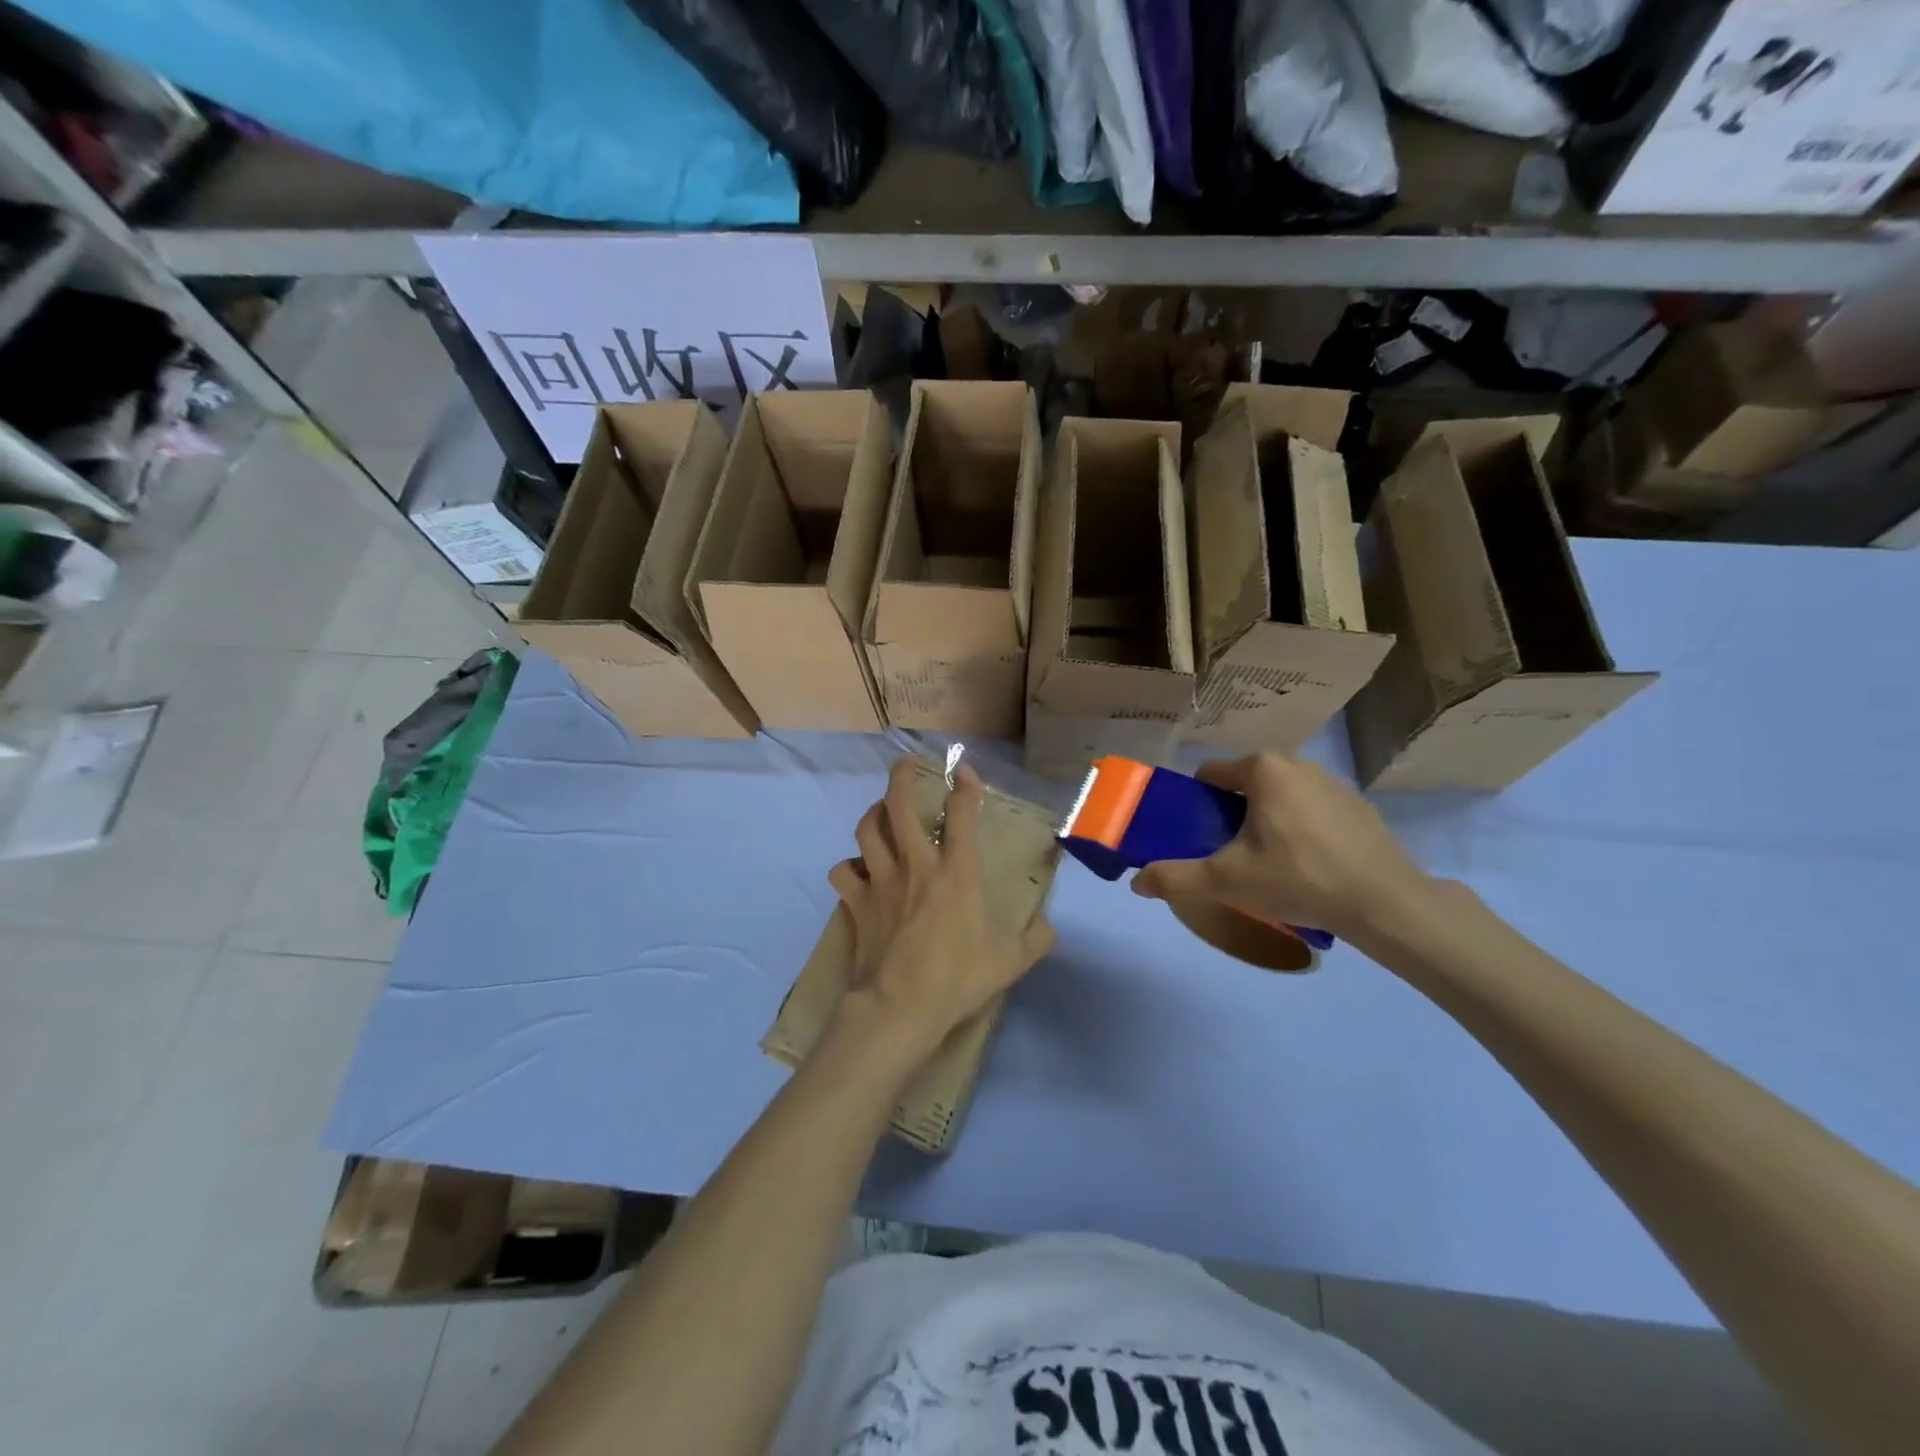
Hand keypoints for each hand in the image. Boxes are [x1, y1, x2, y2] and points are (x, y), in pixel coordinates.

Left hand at [827, 756, 1056, 1068]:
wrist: (899, 1008)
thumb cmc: (956, 980)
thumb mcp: (1008, 963)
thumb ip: (1033, 942)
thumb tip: (1050, 929)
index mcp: (957, 874)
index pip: (961, 816)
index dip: (964, 788)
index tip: (964, 771)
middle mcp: (916, 866)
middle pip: (899, 806)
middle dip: (901, 777)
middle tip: (905, 765)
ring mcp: (881, 881)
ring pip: (867, 830)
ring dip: (873, 814)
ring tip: (880, 812)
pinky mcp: (857, 903)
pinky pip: (843, 872)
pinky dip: (848, 867)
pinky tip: (857, 870)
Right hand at [1131, 754, 1433, 942]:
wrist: (1385, 903)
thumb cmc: (1298, 878)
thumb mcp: (1227, 881)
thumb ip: (1176, 878)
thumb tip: (1135, 883)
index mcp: (1262, 769)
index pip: (1209, 776)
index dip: (1196, 806)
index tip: (1199, 838)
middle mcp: (1297, 763)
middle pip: (1244, 786)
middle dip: (1231, 815)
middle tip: (1232, 856)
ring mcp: (1332, 782)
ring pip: (1279, 796)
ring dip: (1266, 821)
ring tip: (1270, 864)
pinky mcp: (1358, 805)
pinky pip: (1311, 809)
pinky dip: (1301, 828)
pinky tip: (1309, 865)